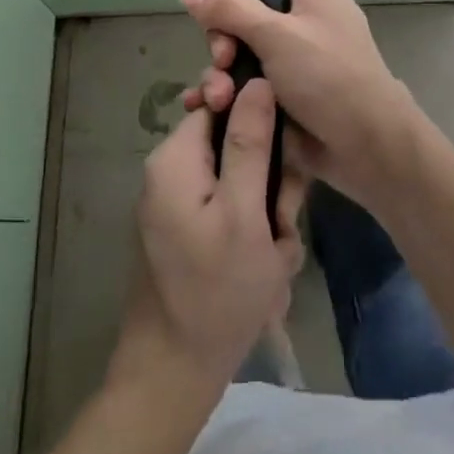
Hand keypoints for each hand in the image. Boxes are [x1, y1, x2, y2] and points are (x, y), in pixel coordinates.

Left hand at [112, 77, 307, 392]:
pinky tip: (265, 268)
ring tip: (273, 257)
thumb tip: (256, 79)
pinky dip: (253, 231)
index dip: (261, 123)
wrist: (172, 374)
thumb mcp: (243, 213)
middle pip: (235, 142)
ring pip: (241, 178)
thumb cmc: (215, 292)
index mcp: (176, 156)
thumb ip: (249, 142)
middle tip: (278, 227)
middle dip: (268, 181)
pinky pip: (231, 207)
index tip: (283, 162)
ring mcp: (178, 199)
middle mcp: (171, 168)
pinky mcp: (188, 226)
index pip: (224, 102)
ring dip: (266, 212)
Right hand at [179, 0, 422, 210]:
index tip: (217, 21)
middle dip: (223, 44)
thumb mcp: (275, 35)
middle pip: (242, 18)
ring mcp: (294, 59)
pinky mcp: (286, 94)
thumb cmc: (327, 76)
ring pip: (241, 55)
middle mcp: (303, 17)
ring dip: (221, 75)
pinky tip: (204, 110)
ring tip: (216, 100)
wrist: (367, 146)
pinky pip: (248, 85)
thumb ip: (228, 9)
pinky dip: (228, 95)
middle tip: (223, 63)